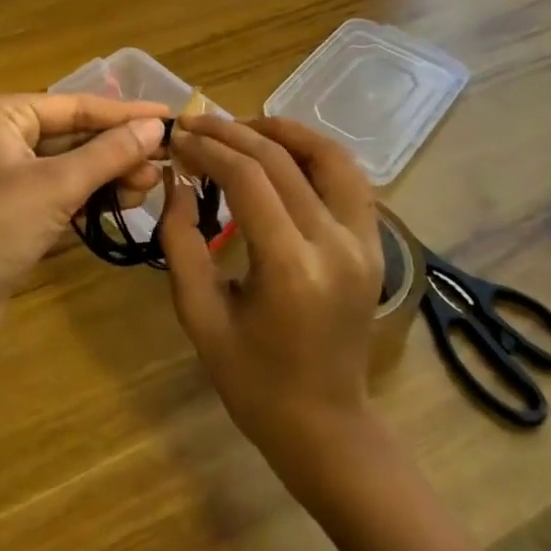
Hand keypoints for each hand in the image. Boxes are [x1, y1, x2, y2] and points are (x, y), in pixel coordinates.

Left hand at [0, 93, 170, 355]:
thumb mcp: (56, 186)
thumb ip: (108, 153)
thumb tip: (155, 127)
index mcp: (2, 115)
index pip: (76, 105)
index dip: (124, 113)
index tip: (171, 117)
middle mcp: (2, 137)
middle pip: (74, 134)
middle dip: (118, 149)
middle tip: (163, 164)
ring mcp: (5, 177)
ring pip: (70, 165)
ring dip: (108, 174)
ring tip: (148, 186)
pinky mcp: (11, 213)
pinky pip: (59, 193)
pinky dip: (89, 197)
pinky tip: (120, 204)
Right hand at [159, 116, 383, 493]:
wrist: (325, 426)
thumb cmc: (253, 381)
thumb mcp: (200, 316)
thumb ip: (180, 242)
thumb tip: (175, 179)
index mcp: (292, 269)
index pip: (248, 179)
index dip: (208, 149)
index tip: (177, 137)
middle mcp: (336, 245)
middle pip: (282, 160)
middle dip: (232, 133)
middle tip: (195, 124)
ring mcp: (365, 242)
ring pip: (329, 156)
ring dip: (283, 131)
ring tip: (241, 126)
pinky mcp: (375, 244)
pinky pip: (348, 179)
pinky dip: (314, 152)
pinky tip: (281, 151)